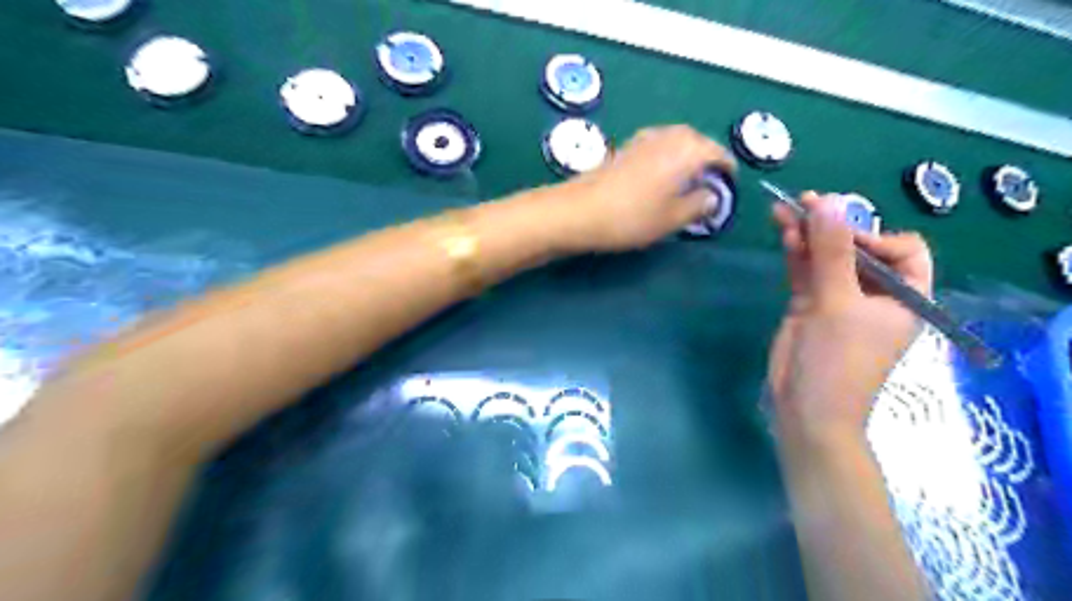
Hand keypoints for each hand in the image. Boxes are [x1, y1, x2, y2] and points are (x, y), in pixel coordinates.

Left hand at [547, 123, 733, 251]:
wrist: (580, 210)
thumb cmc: (632, 216)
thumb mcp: (673, 218)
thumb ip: (699, 205)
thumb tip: (712, 196)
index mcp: (688, 149)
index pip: (719, 154)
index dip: (727, 172)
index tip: (729, 188)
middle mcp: (669, 135)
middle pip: (699, 142)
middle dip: (707, 161)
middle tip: (708, 186)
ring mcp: (644, 138)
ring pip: (677, 142)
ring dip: (686, 157)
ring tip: (686, 183)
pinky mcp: (626, 147)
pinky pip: (658, 146)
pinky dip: (667, 158)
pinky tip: (659, 178)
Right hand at [766, 193, 935, 445]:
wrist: (805, 408)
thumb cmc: (836, 360)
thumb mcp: (837, 303)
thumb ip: (831, 252)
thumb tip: (830, 201)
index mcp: (904, 297)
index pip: (903, 250)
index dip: (874, 235)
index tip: (840, 234)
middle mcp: (874, 294)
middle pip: (857, 249)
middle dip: (831, 226)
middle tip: (803, 202)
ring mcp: (838, 300)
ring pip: (826, 258)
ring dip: (807, 235)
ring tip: (783, 211)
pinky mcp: (809, 305)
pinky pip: (806, 272)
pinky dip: (796, 253)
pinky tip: (784, 233)